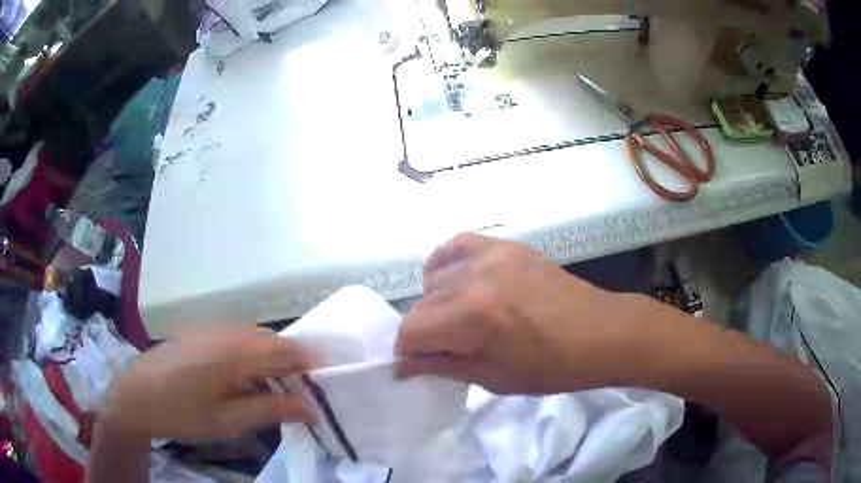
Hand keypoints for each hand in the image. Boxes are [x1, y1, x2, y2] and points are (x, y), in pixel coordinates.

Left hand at [102, 328, 315, 440]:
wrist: (136, 396)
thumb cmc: (183, 412)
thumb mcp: (229, 420)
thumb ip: (272, 409)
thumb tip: (312, 408)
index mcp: (236, 352)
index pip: (289, 350)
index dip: (312, 366)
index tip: (324, 389)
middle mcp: (228, 331)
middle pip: (275, 341)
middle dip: (294, 366)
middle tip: (300, 397)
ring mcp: (212, 328)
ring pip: (257, 338)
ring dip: (273, 362)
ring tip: (275, 392)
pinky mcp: (202, 332)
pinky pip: (239, 338)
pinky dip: (253, 357)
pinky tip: (245, 380)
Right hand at [396, 234, 641, 393]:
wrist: (601, 333)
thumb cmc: (552, 367)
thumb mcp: (494, 378)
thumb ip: (442, 366)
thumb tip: (402, 366)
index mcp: (472, 318)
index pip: (412, 331)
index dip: (406, 352)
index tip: (414, 364)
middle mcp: (474, 279)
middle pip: (421, 304)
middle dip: (423, 332)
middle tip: (442, 348)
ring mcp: (491, 255)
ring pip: (435, 277)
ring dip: (436, 302)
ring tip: (457, 318)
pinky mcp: (506, 245)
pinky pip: (458, 245)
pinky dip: (448, 263)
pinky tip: (459, 281)